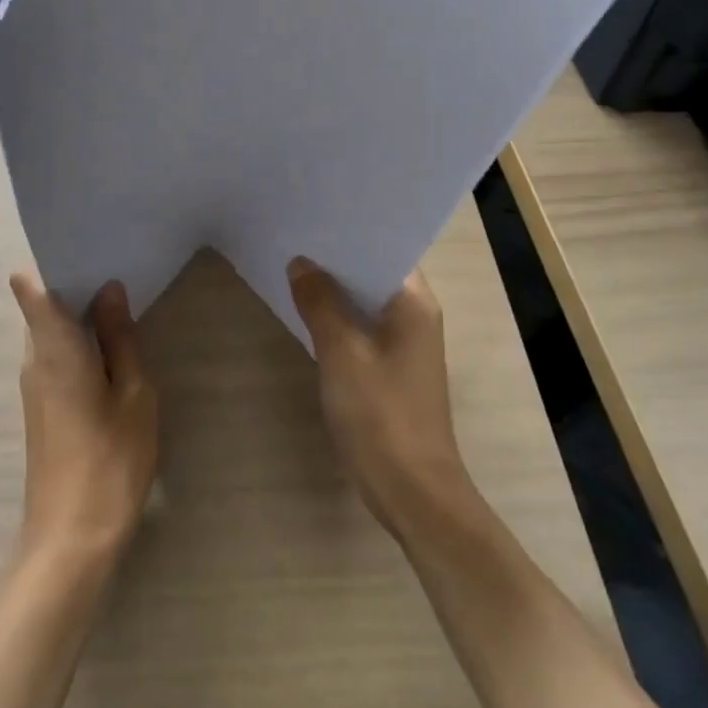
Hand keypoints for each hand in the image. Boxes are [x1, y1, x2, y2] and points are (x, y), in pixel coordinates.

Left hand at [9, 274, 158, 564]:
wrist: (72, 540)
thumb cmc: (110, 459)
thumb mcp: (133, 392)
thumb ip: (120, 337)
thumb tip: (109, 289)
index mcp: (54, 347)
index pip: (31, 288)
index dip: (50, 262)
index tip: (85, 248)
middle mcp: (34, 358)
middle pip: (44, 305)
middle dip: (76, 284)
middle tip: (118, 268)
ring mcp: (34, 384)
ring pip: (51, 330)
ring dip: (80, 315)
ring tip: (121, 301)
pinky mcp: (41, 407)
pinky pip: (56, 355)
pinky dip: (78, 342)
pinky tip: (111, 348)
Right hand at [289, 258, 475, 536]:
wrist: (412, 493)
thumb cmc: (381, 415)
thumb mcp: (342, 352)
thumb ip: (320, 302)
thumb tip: (300, 263)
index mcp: (414, 302)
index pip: (384, 247)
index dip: (350, 231)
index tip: (313, 214)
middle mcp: (415, 314)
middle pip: (372, 271)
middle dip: (335, 257)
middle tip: (293, 233)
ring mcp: (404, 342)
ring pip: (364, 299)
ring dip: (334, 287)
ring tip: (292, 263)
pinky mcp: (391, 366)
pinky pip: (361, 325)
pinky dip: (337, 315)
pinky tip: (305, 309)